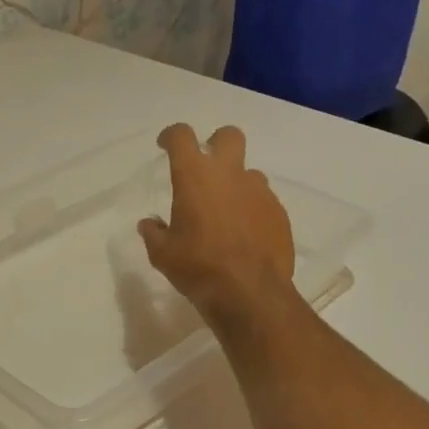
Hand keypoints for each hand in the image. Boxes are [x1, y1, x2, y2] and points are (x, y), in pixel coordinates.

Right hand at [138, 124, 295, 321]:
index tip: (165, 145)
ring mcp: (259, 191)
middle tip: (206, 167)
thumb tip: (149, 224)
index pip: (181, 137)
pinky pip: (263, 201)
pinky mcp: (279, 212)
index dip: (171, 136)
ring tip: (225, 214)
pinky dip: (251, 210)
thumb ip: (154, 233)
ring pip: (248, 173)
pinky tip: (244, 235)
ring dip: (235, 185)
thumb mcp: (163, 254)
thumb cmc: (197, 267)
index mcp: (195, 177)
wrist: (249, 292)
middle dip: (216, 143)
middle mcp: (230, 174)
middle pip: (228, 136)